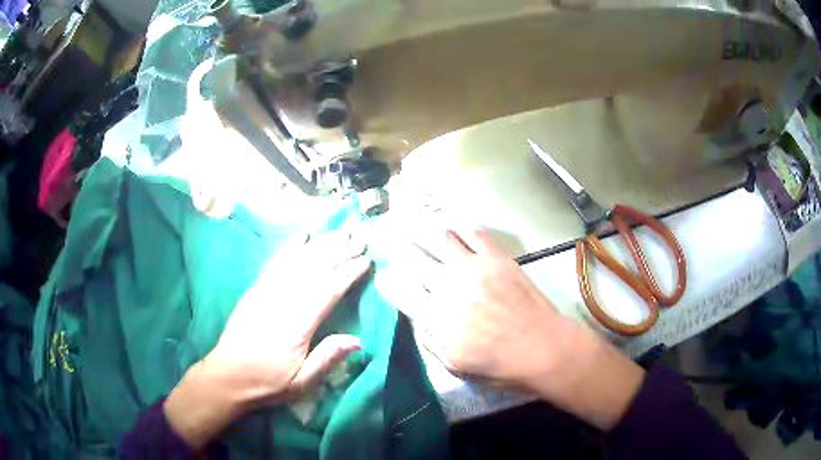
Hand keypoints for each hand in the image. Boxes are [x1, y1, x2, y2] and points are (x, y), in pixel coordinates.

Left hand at [164, 232, 371, 448]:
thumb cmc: (268, 381)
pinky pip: (276, 262)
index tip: (366, 260)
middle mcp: (282, 300)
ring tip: (340, 232)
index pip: (328, 290)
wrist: (228, 375)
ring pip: (297, 260)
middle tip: (359, 237)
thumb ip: (327, 358)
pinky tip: (303, 235)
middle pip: (314, 268)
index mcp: (297, 324)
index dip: (348, 272)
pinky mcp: (256, 289)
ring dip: (320, 244)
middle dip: (339, 250)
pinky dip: (291, 246)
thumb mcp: (302, 381)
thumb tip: (358, 340)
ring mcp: (266, 291)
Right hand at [392, 227, 644, 429]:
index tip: (383, 276)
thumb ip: (429, 338)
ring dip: (421, 227)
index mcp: (437, 317)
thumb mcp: (454, 364)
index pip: (400, 291)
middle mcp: (450, 286)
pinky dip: (458, 225)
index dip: (387, 281)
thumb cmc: (499, 365)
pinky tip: (450, 224)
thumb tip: (416, 315)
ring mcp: (475, 268)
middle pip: (414, 257)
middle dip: (396, 245)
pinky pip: (473, 233)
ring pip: (439, 238)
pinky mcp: (498, 258)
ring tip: (409, 217)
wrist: (544, 348)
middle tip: (388, 235)